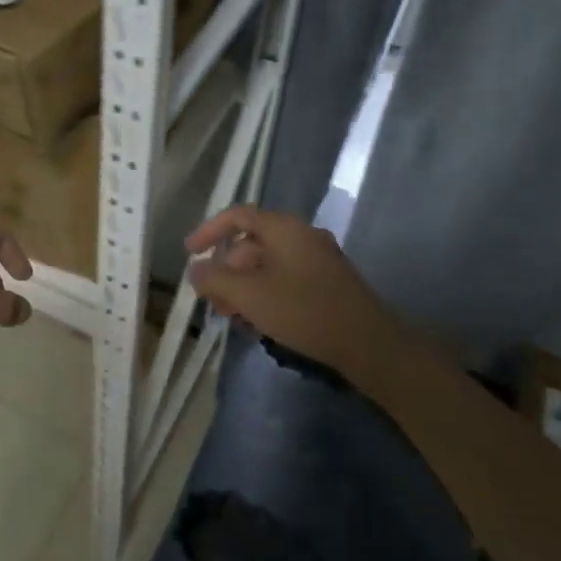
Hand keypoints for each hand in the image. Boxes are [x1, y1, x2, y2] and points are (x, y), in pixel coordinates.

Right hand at [184, 205, 389, 374]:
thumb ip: (216, 280)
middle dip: (226, 269)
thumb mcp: (251, 296)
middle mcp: (302, 235)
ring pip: (268, 264)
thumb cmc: (305, 311)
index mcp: (285, 228)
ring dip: (244, 286)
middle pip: (252, 242)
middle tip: (211, 298)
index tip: (190, 253)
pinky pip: (285, 278)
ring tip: (231, 315)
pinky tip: (258, 321)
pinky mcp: (328, 283)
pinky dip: (265, 293)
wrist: (369, 345)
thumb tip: (195, 270)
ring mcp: (318, 259)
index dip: (209, 231)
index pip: (238, 216)